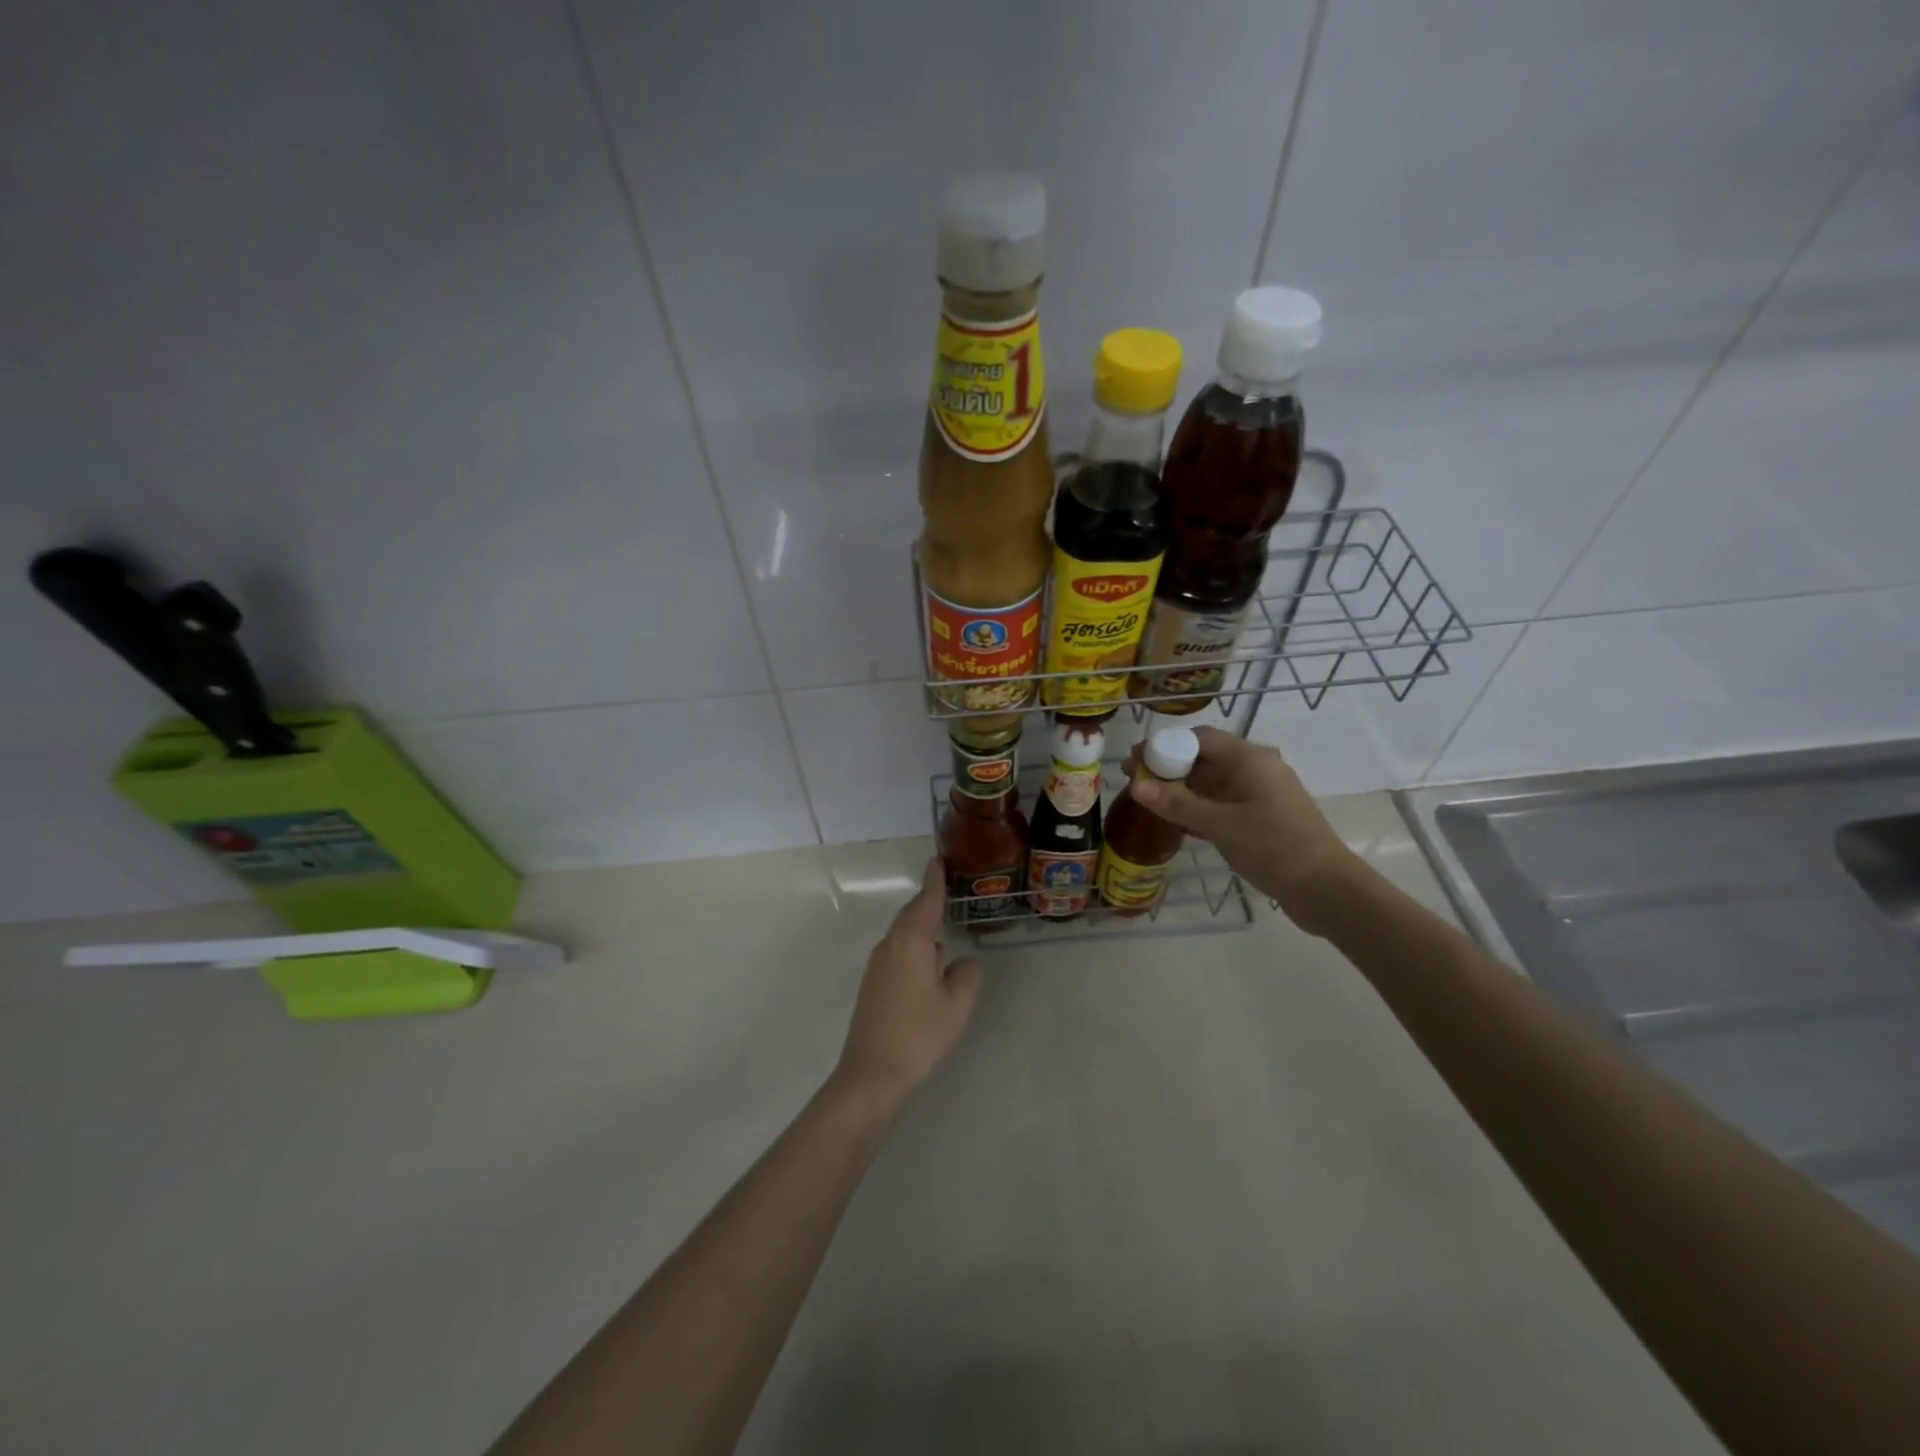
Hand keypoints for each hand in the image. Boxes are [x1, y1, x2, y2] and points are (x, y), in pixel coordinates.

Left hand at [835, 859, 984, 1108]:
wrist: (872, 1074)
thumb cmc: (919, 1034)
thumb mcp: (956, 1004)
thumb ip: (966, 975)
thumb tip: (962, 962)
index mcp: (911, 941)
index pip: (926, 901)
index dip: (934, 881)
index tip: (937, 860)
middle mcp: (890, 945)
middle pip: (911, 914)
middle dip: (927, 900)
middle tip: (946, 886)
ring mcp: (877, 965)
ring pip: (903, 933)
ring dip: (920, 923)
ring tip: (941, 919)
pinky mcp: (873, 984)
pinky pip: (897, 950)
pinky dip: (914, 944)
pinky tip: (928, 959)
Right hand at [1125, 726, 1363, 936]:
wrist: (1326, 889)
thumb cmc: (1274, 847)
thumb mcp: (1221, 825)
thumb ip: (1178, 803)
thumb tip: (1137, 785)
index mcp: (1250, 759)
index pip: (1199, 738)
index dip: (1164, 745)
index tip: (1135, 761)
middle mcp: (1256, 769)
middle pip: (1204, 758)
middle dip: (1169, 767)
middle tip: (1134, 781)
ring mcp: (1260, 794)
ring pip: (1212, 783)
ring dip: (1181, 789)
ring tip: (1148, 801)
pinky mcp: (1262, 818)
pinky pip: (1222, 803)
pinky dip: (1198, 808)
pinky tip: (1176, 822)